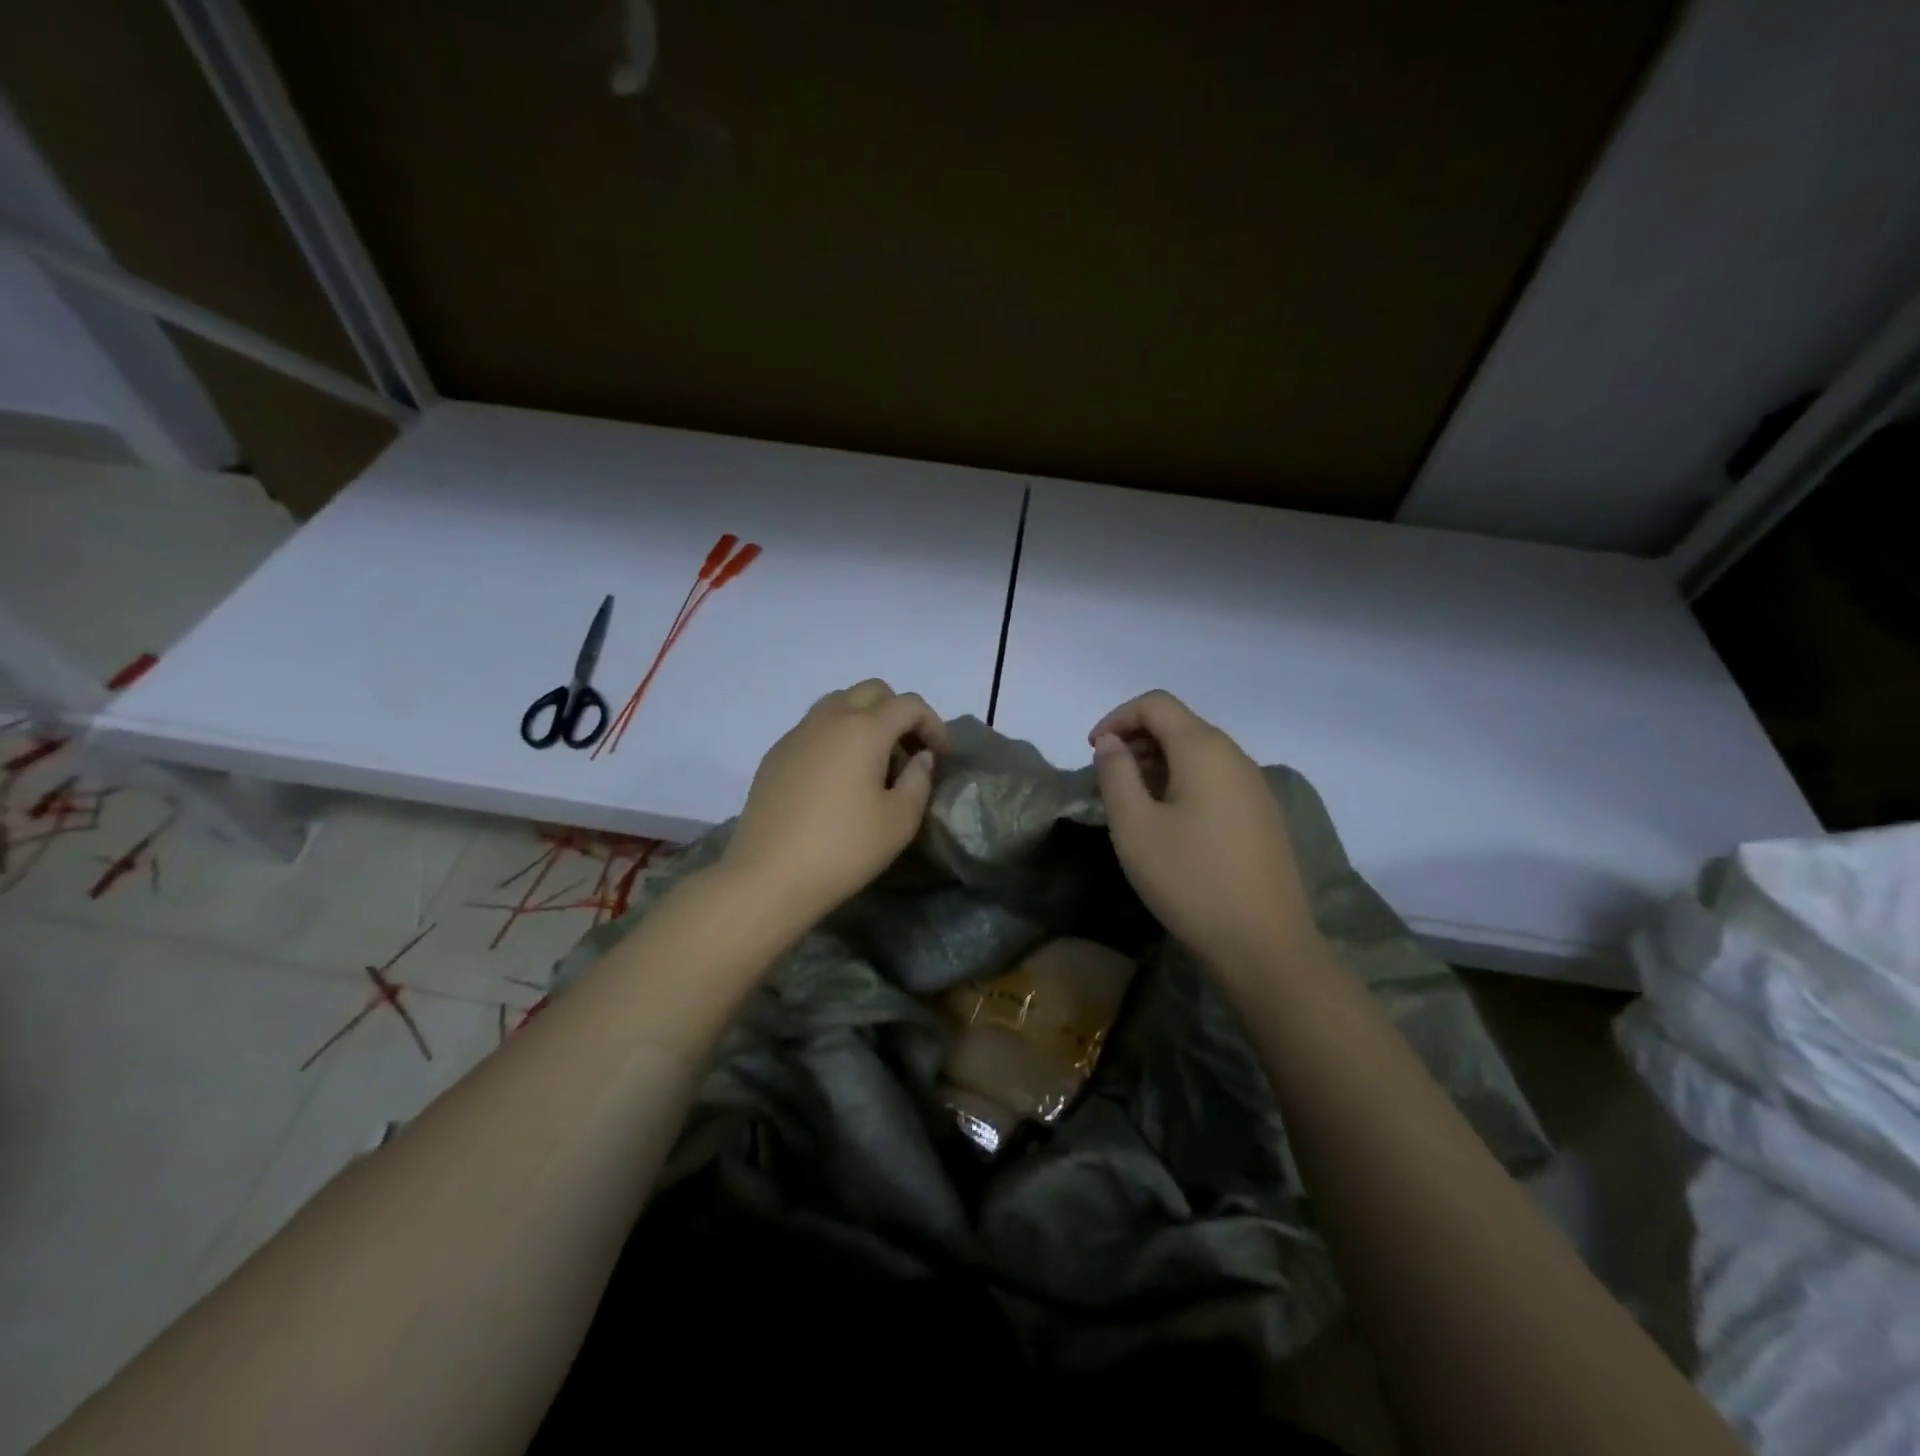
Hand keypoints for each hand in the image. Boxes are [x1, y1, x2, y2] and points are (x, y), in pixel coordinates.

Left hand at [722, 679, 948, 925]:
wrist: (768, 876)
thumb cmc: (844, 848)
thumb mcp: (899, 821)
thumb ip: (919, 780)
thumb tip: (920, 757)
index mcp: (864, 729)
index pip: (909, 704)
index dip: (934, 724)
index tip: (942, 756)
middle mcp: (829, 719)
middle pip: (872, 691)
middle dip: (898, 712)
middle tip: (909, 751)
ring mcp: (797, 734)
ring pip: (839, 703)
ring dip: (865, 720)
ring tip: (874, 762)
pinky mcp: (775, 754)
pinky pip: (814, 728)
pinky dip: (836, 737)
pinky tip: (838, 778)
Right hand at [1090, 690, 1319, 976]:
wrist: (1263, 945)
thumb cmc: (1189, 879)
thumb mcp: (1134, 826)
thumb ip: (1116, 773)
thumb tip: (1111, 743)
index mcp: (1204, 749)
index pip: (1156, 704)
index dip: (1117, 717)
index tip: (1092, 751)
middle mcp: (1236, 757)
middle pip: (1180, 724)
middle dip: (1137, 739)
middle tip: (1107, 776)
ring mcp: (1255, 788)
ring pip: (1199, 753)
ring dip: (1159, 762)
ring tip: (1132, 799)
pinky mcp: (1263, 816)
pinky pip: (1216, 780)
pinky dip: (1183, 782)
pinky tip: (1169, 822)